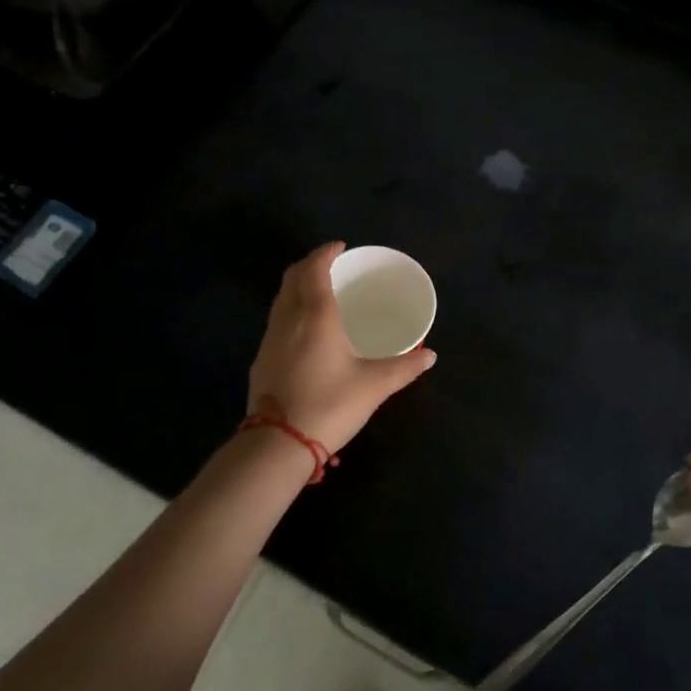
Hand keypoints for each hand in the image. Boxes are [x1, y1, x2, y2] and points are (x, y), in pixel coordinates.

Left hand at [247, 242, 435, 454]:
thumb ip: (404, 368)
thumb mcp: (374, 386)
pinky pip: (277, 319)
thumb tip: (429, 355)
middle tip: (332, 266)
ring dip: (298, 285)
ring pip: (281, 298)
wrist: (278, 442)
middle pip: (293, 277)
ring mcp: (270, 338)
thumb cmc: (330, 405)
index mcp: (316, 315)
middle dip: (310, 264)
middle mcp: (289, 318)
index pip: (315, 268)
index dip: (326, 253)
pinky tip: (305, 329)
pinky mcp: (261, 359)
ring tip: (319, 293)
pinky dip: (291, 309)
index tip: (340, 248)